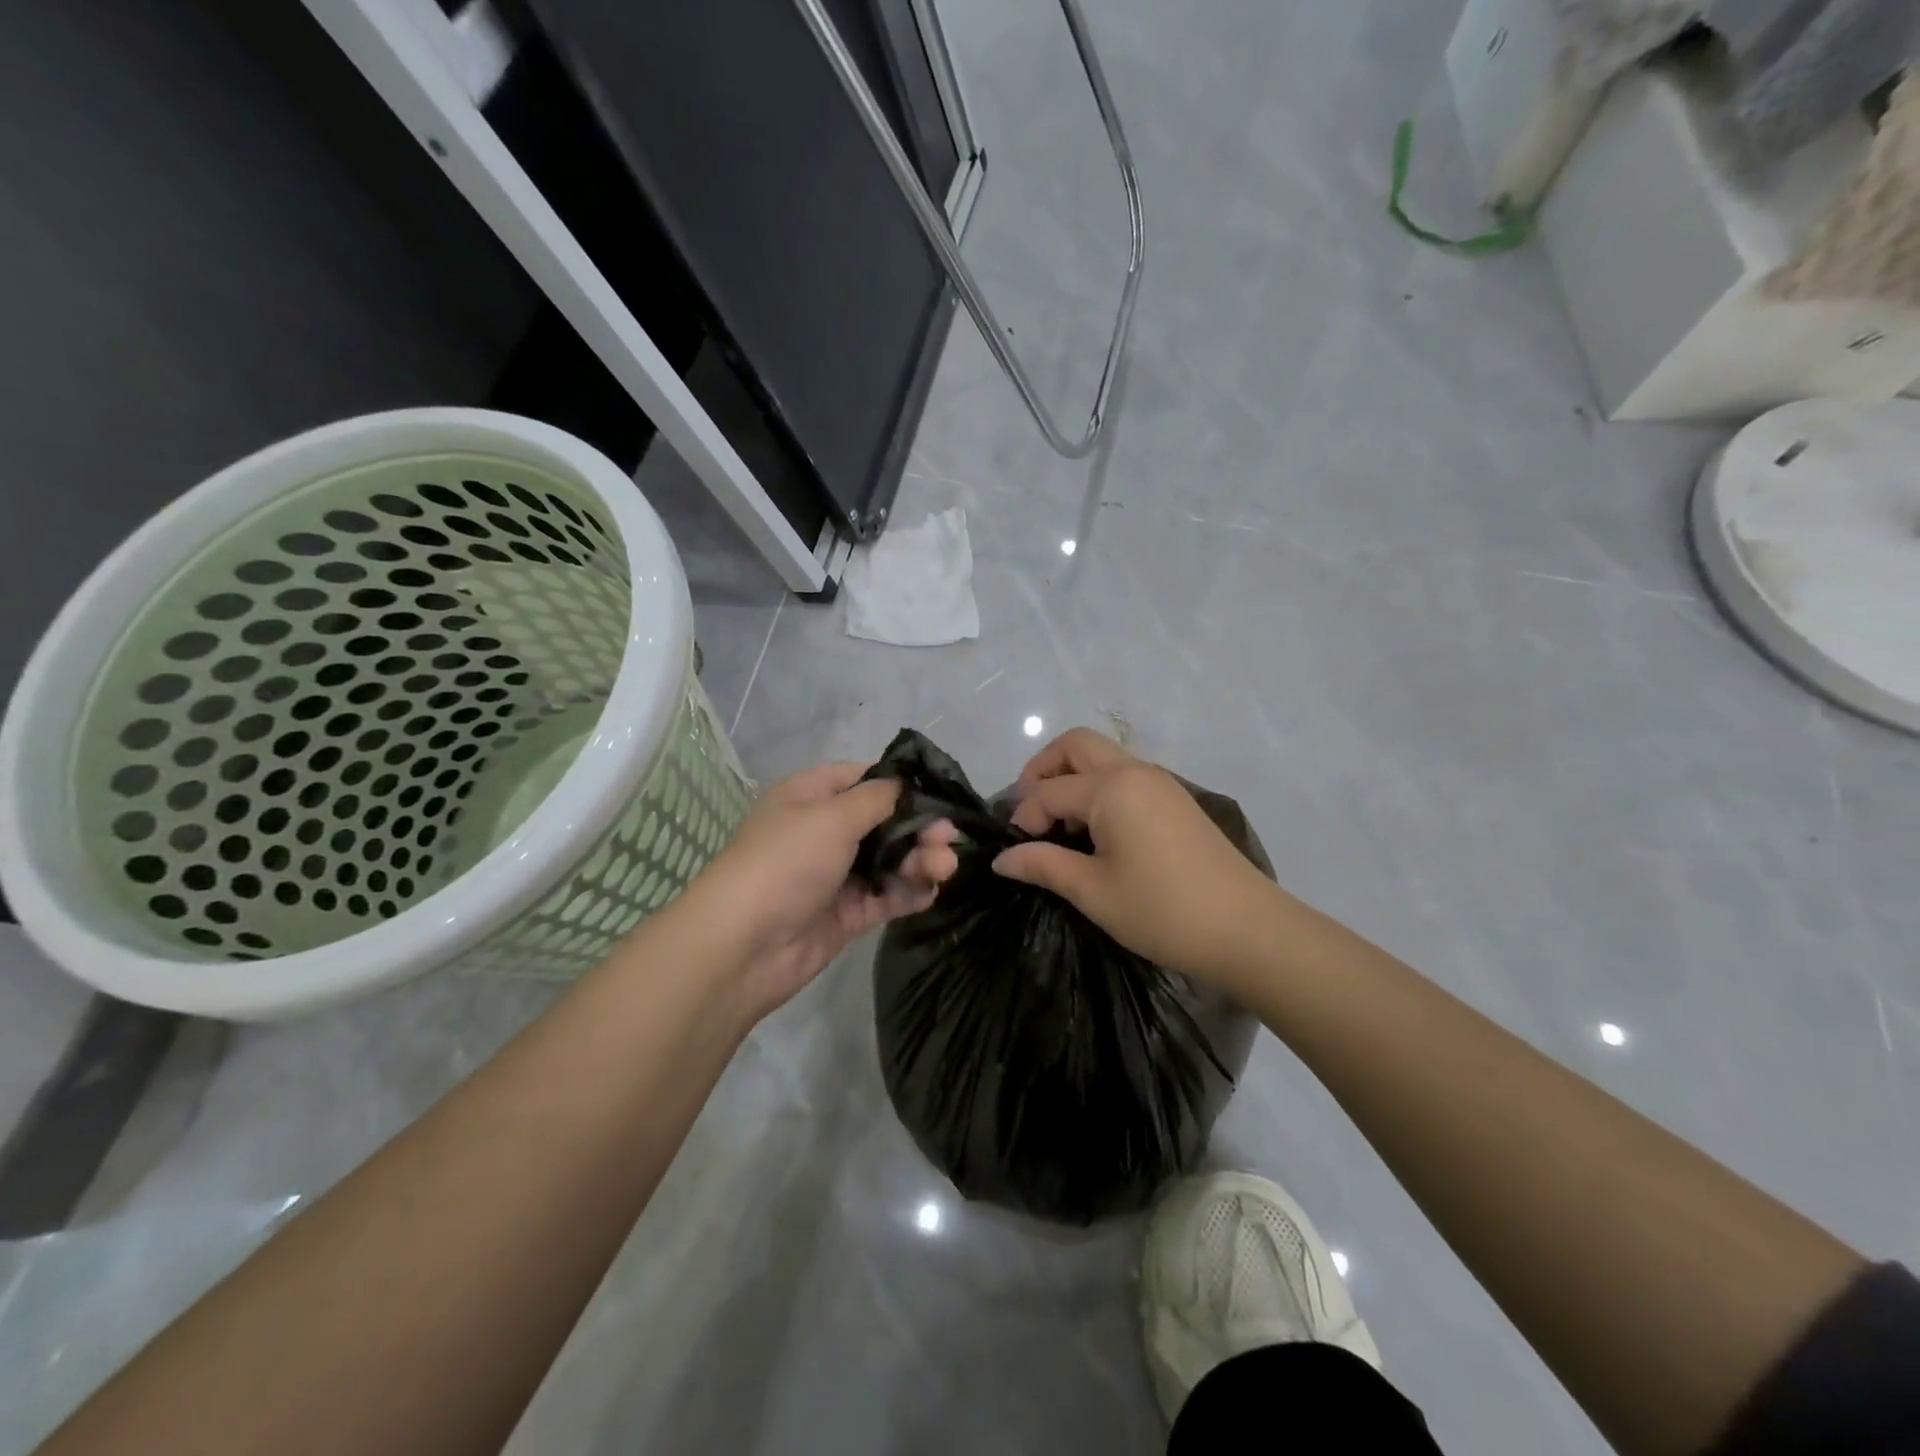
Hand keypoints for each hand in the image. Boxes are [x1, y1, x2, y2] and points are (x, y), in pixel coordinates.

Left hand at [676, 762, 958, 1018]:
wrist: (744, 946)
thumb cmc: (786, 862)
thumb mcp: (832, 816)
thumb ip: (877, 798)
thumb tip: (904, 785)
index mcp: (812, 796)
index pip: (865, 779)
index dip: (902, 784)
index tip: (939, 793)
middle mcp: (825, 831)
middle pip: (885, 822)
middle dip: (920, 827)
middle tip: (949, 838)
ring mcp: (836, 874)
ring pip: (890, 860)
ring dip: (920, 861)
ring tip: (944, 868)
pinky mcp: (847, 913)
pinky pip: (886, 896)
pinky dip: (909, 892)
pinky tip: (930, 892)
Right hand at [993, 728, 1280, 984]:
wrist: (1247, 930)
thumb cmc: (1162, 911)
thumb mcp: (1093, 891)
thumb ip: (1043, 865)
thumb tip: (1002, 859)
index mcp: (1111, 787)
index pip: (1048, 791)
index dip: (1023, 819)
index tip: (1015, 853)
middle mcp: (1134, 771)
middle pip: (1075, 745)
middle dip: (1042, 770)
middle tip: (1030, 814)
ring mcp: (1160, 783)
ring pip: (1102, 757)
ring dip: (1071, 779)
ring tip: (1061, 828)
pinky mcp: (1175, 801)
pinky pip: (1124, 776)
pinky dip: (1098, 790)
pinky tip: (1096, 835)